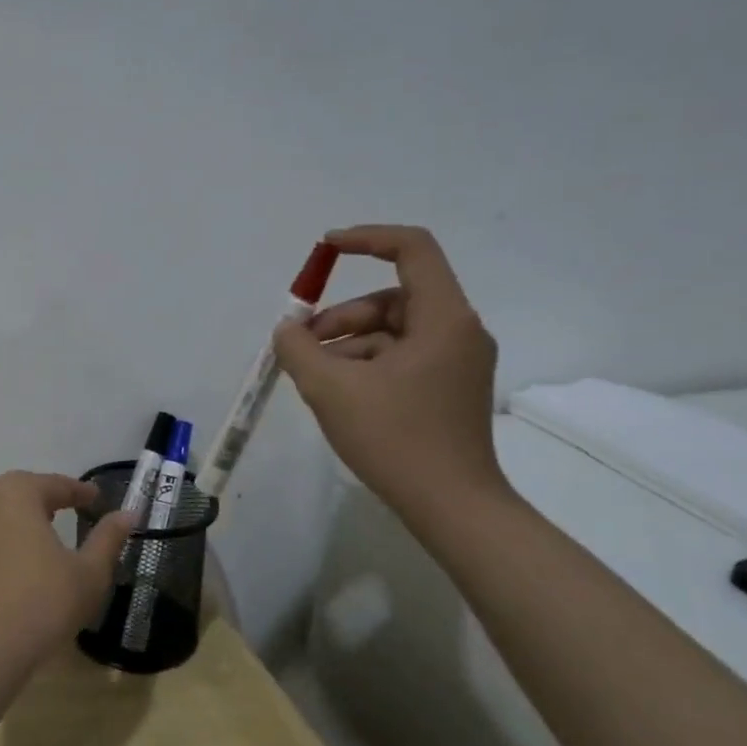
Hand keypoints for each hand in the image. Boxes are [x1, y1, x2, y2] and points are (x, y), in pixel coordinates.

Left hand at [0, 471, 135, 673]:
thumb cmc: (43, 603)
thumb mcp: (88, 572)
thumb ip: (108, 538)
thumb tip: (128, 514)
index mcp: (17, 493)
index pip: (55, 484)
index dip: (79, 491)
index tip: (97, 497)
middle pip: (23, 491)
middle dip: (49, 498)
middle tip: (73, 508)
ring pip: (2, 513)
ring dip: (26, 517)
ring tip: (49, 532)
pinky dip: (8, 539)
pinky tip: (24, 560)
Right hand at [271, 225, 504, 514]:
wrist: (452, 507)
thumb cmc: (395, 438)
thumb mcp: (331, 388)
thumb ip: (298, 348)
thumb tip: (288, 330)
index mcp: (443, 318)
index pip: (413, 249)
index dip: (366, 239)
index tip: (325, 249)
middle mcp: (458, 331)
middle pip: (391, 298)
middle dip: (341, 317)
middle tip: (302, 346)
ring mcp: (456, 363)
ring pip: (391, 332)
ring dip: (347, 345)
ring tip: (314, 378)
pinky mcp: (447, 389)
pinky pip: (399, 358)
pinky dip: (365, 366)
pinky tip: (337, 396)